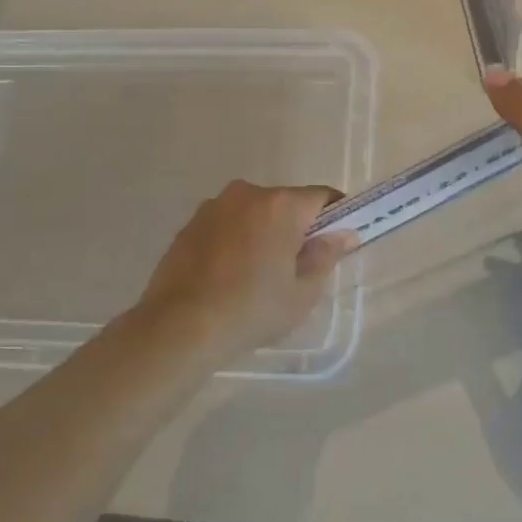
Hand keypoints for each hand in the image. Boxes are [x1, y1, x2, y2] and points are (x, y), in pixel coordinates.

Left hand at [133, 181, 358, 361]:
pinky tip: (229, 276)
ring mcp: (214, 206)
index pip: (323, 197)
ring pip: (254, 213)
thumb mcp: (302, 292)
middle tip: (295, 268)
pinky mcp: (190, 224)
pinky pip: (227, 225)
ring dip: (263, 233)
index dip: (337, 217)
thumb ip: (326, 256)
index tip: (336, 243)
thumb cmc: (251, 309)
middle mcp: (248, 194)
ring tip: (256, 275)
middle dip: (296, 228)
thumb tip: (342, 234)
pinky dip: (235, 241)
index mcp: (281, 205)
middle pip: (286, 203)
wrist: (178, 328)